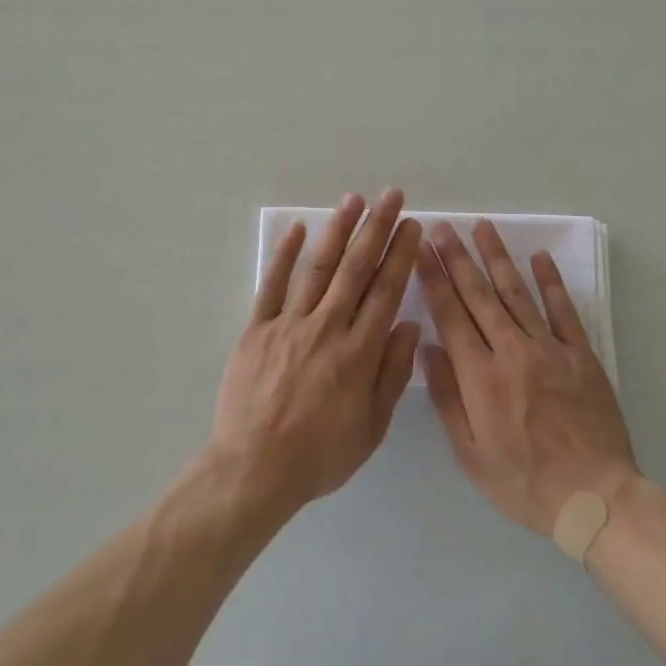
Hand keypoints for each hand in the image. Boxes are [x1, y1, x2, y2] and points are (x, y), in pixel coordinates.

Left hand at [209, 189, 423, 518]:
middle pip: (356, 268)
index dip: (400, 255)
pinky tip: (298, 229)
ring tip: (354, 200)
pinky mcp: (257, 328)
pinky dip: (285, 255)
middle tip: (391, 196)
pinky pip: (272, 285)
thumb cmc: (319, 456)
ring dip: (337, 230)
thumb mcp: (371, 428)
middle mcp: (327, 327)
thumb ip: (392, 374)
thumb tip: (410, 327)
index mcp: (359, 353)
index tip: (412, 226)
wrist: (254, 469)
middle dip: (377, 228)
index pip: (386, 291)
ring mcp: (289, 324)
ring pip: (318, 267)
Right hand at [417, 220, 638, 536]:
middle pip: (479, 296)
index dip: (433, 280)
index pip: (450, 316)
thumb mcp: (470, 454)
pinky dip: (551, 282)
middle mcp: (511, 352)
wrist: (596, 499)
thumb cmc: (524, 482)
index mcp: (480, 377)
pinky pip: (564, 311)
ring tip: (483, 227)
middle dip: (458, 258)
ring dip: (497, 258)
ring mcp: (550, 350)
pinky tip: (539, 257)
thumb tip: (427, 347)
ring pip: (517, 294)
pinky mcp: (581, 356)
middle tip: (443, 227)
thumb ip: (447, 398)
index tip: (420, 250)